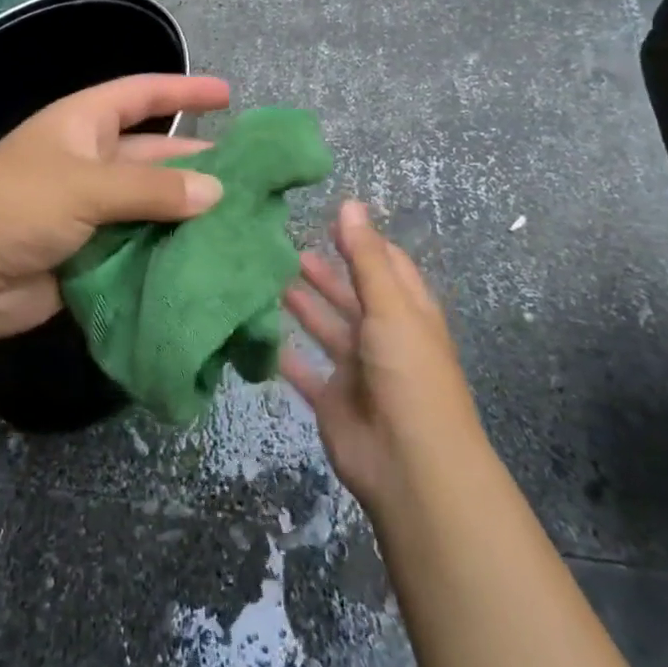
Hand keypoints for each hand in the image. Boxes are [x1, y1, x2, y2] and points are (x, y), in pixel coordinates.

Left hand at [0, 74, 230, 344]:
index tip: (228, 95)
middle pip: (152, 155)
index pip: (140, 95)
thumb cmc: (16, 206)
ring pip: (150, 205)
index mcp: (83, 124)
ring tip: (243, 222)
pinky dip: (168, 251)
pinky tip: (208, 259)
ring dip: (186, 213)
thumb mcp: (86, 185)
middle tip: (251, 178)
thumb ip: (152, 189)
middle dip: (196, 163)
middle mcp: (89, 161)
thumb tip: (216, 192)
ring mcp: (89, 210)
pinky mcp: (90, 253)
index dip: (182, 89)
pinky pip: (138, 246)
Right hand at [281, 202, 483, 519]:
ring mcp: (357, 370)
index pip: (386, 265)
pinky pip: (304, 369)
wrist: (409, 464)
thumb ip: (365, 257)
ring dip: (303, 305)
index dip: (361, 240)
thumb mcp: (390, 306)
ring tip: (267, 276)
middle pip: (352, 295)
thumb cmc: (408, 373)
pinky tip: (258, 329)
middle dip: (324, 271)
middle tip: (284, 245)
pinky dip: (284, 353)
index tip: (326, 216)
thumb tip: (350, 202)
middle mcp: (383, 336)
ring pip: (326, 328)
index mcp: (407, 312)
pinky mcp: (332, 400)